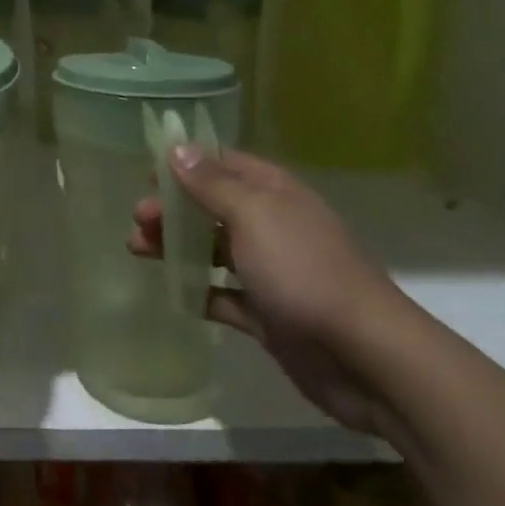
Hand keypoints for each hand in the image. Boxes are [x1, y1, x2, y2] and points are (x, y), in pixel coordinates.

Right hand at [128, 145, 407, 434]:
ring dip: (177, 247)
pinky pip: (225, 296)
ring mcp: (272, 272)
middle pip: (213, 207)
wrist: (367, 358)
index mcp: (274, 193)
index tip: (146, 171)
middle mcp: (273, 226)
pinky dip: (200, 291)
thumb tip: (178, 147)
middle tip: (137, 218)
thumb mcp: (253, 215)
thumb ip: (211, 183)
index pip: (224, 163)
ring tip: (137, 249)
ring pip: (214, 250)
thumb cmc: (304, 271)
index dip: (185, 163)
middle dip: (173, 208)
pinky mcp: (270, 315)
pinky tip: (173, 292)